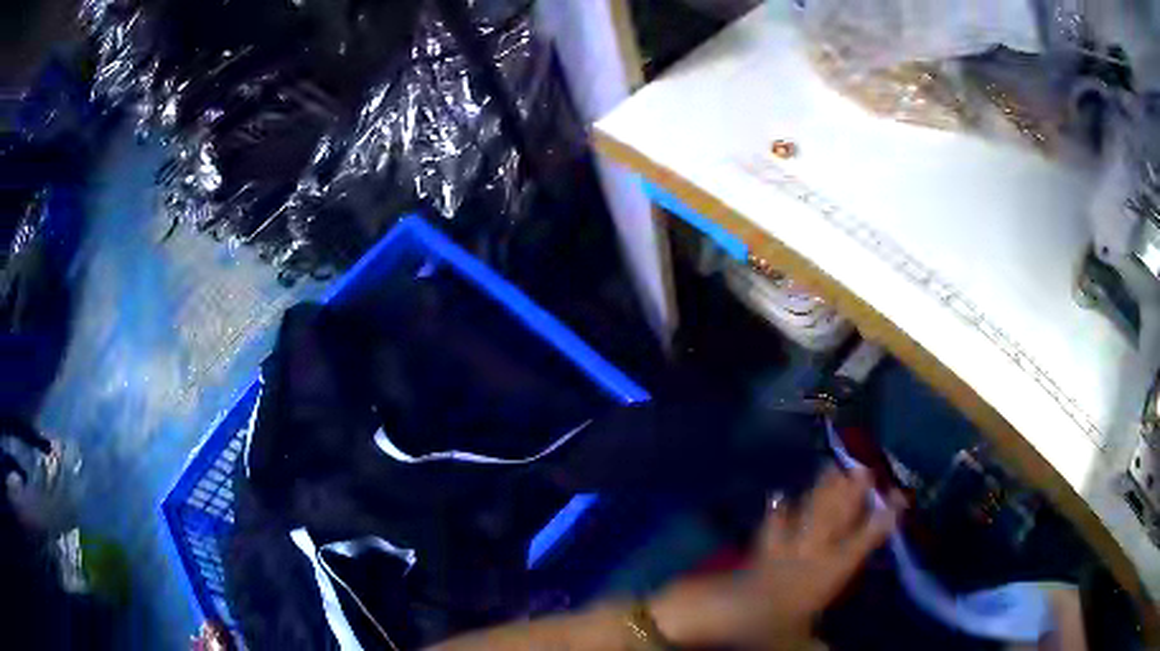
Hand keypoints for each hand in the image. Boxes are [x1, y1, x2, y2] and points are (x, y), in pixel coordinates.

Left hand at [650, 466, 903, 649]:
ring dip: (821, 491)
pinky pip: (772, 526)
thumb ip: (817, 646)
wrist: (721, 614)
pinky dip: (776, 511)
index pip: (862, 543)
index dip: (882, 520)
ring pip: (809, 514)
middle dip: (851, 493)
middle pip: (835, 519)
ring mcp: (785, 549)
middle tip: (865, 467)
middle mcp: (811, 555)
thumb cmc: (767, 629)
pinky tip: (777, 494)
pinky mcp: (761, 551)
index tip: (899, 497)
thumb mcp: (797, 642)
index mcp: (828, 574)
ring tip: (832, 467)